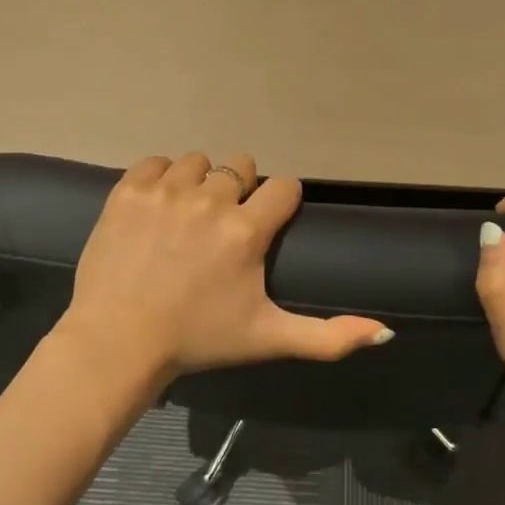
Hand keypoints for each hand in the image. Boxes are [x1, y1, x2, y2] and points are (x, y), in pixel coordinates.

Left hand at [56, 153, 392, 396]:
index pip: (283, 187)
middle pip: (240, 168)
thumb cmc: (198, 340)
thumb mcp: (268, 339)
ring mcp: (166, 192)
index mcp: (246, 231)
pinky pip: (156, 162)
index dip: (279, 203)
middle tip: (221, 227)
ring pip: (198, 162)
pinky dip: (160, 178)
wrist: (117, 343)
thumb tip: (387, 331)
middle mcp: (209, 200)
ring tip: (187, 217)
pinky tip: (158, 207)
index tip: (265, 224)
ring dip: (199, 183)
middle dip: (238, 192)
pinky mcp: (128, 190)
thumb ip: (329, 336)